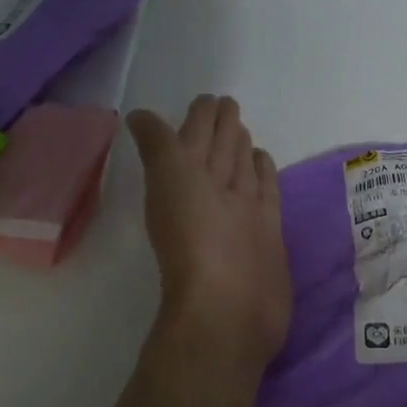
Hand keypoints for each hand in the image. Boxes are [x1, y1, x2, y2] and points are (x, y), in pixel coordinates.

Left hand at [126, 96, 291, 374]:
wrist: (230, 307)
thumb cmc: (197, 241)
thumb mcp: (170, 182)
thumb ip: (159, 148)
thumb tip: (139, 116)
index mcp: (186, 181)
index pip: (193, 139)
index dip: (198, 120)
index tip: (206, 99)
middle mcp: (213, 195)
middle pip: (218, 153)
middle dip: (220, 128)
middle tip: (227, 103)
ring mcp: (241, 215)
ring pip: (240, 171)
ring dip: (240, 149)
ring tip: (242, 128)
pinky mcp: (267, 232)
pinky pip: (265, 194)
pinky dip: (264, 176)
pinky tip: (265, 160)